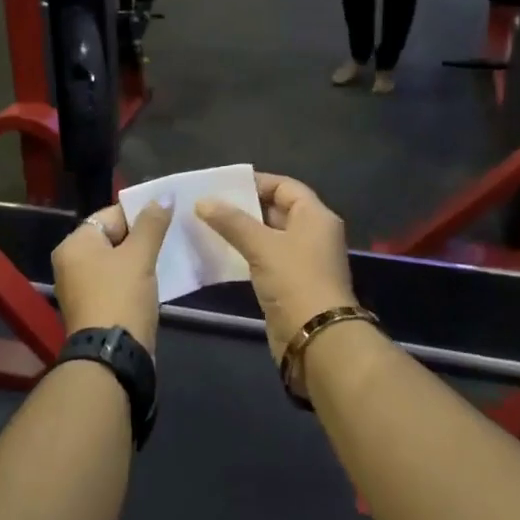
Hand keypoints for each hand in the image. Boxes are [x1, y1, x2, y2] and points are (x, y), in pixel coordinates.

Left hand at [51, 202, 173, 351]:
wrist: (112, 356)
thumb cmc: (121, 297)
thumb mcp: (139, 256)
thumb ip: (152, 224)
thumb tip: (164, 196)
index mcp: (74, 244)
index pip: (110, 215)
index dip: (139, 214)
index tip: (167, 217)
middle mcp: (71, 262)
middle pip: (112, 237)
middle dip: (141, 237)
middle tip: (171, 237)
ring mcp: (80, 287)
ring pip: (116, 262)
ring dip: (140, 259)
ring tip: (169, 256)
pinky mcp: (94, 307)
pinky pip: (116, 282)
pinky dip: (134, 279)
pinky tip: (157, 281)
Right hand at [195, 173, 355, 359]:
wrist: (316, 337)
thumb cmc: (294, 280)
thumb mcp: (261, 245)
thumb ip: (231, 221)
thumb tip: (203, 201)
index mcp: (315, 216)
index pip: (285, 186)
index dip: (256, 182)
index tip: (223, 185)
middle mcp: (313, 233)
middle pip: (277, 210)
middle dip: (244, 207)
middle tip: (209, 204)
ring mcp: (303, 260)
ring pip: (269, 236)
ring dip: (242, 232)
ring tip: (208, 225)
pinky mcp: (291, 283)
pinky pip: (266, 258)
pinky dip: (246, 253)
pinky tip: (221, 253)